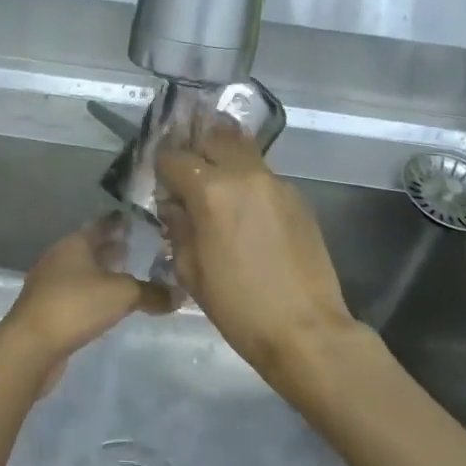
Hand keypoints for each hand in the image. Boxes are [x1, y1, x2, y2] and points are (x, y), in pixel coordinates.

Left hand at [0, 216, 170, 390]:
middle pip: (93, 249)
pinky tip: (109, 306)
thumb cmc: (76, 306)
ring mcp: (50, 284)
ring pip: (84, 273)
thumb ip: (153, 293)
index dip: (124, 224)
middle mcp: (60, 257)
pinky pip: (77, 295)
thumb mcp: (122, 294)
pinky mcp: (48, 309)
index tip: (147, 224)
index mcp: (74, 243)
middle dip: (116, 250)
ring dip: (105, 275)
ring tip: (131, 279)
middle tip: (145, 252)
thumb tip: (180, 295)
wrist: (31, 346)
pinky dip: (94, 296)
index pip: (104, 225)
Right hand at [155, 124, 356, 393]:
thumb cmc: (238, 306)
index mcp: (211, 191)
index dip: (162, 168)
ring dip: (225, 161)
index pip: (175, 158)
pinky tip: (246, 212)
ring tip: (217, 187)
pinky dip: (249, 182)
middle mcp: (245, 175)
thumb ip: (179, 227)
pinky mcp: (298, 198)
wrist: (305, 329)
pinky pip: (264, 176)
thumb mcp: (191, 271)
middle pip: (215, 137)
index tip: (160, 184)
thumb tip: (175, 206)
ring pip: (244, 152)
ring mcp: (277, 183)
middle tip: (188, 174)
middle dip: (196, 150)